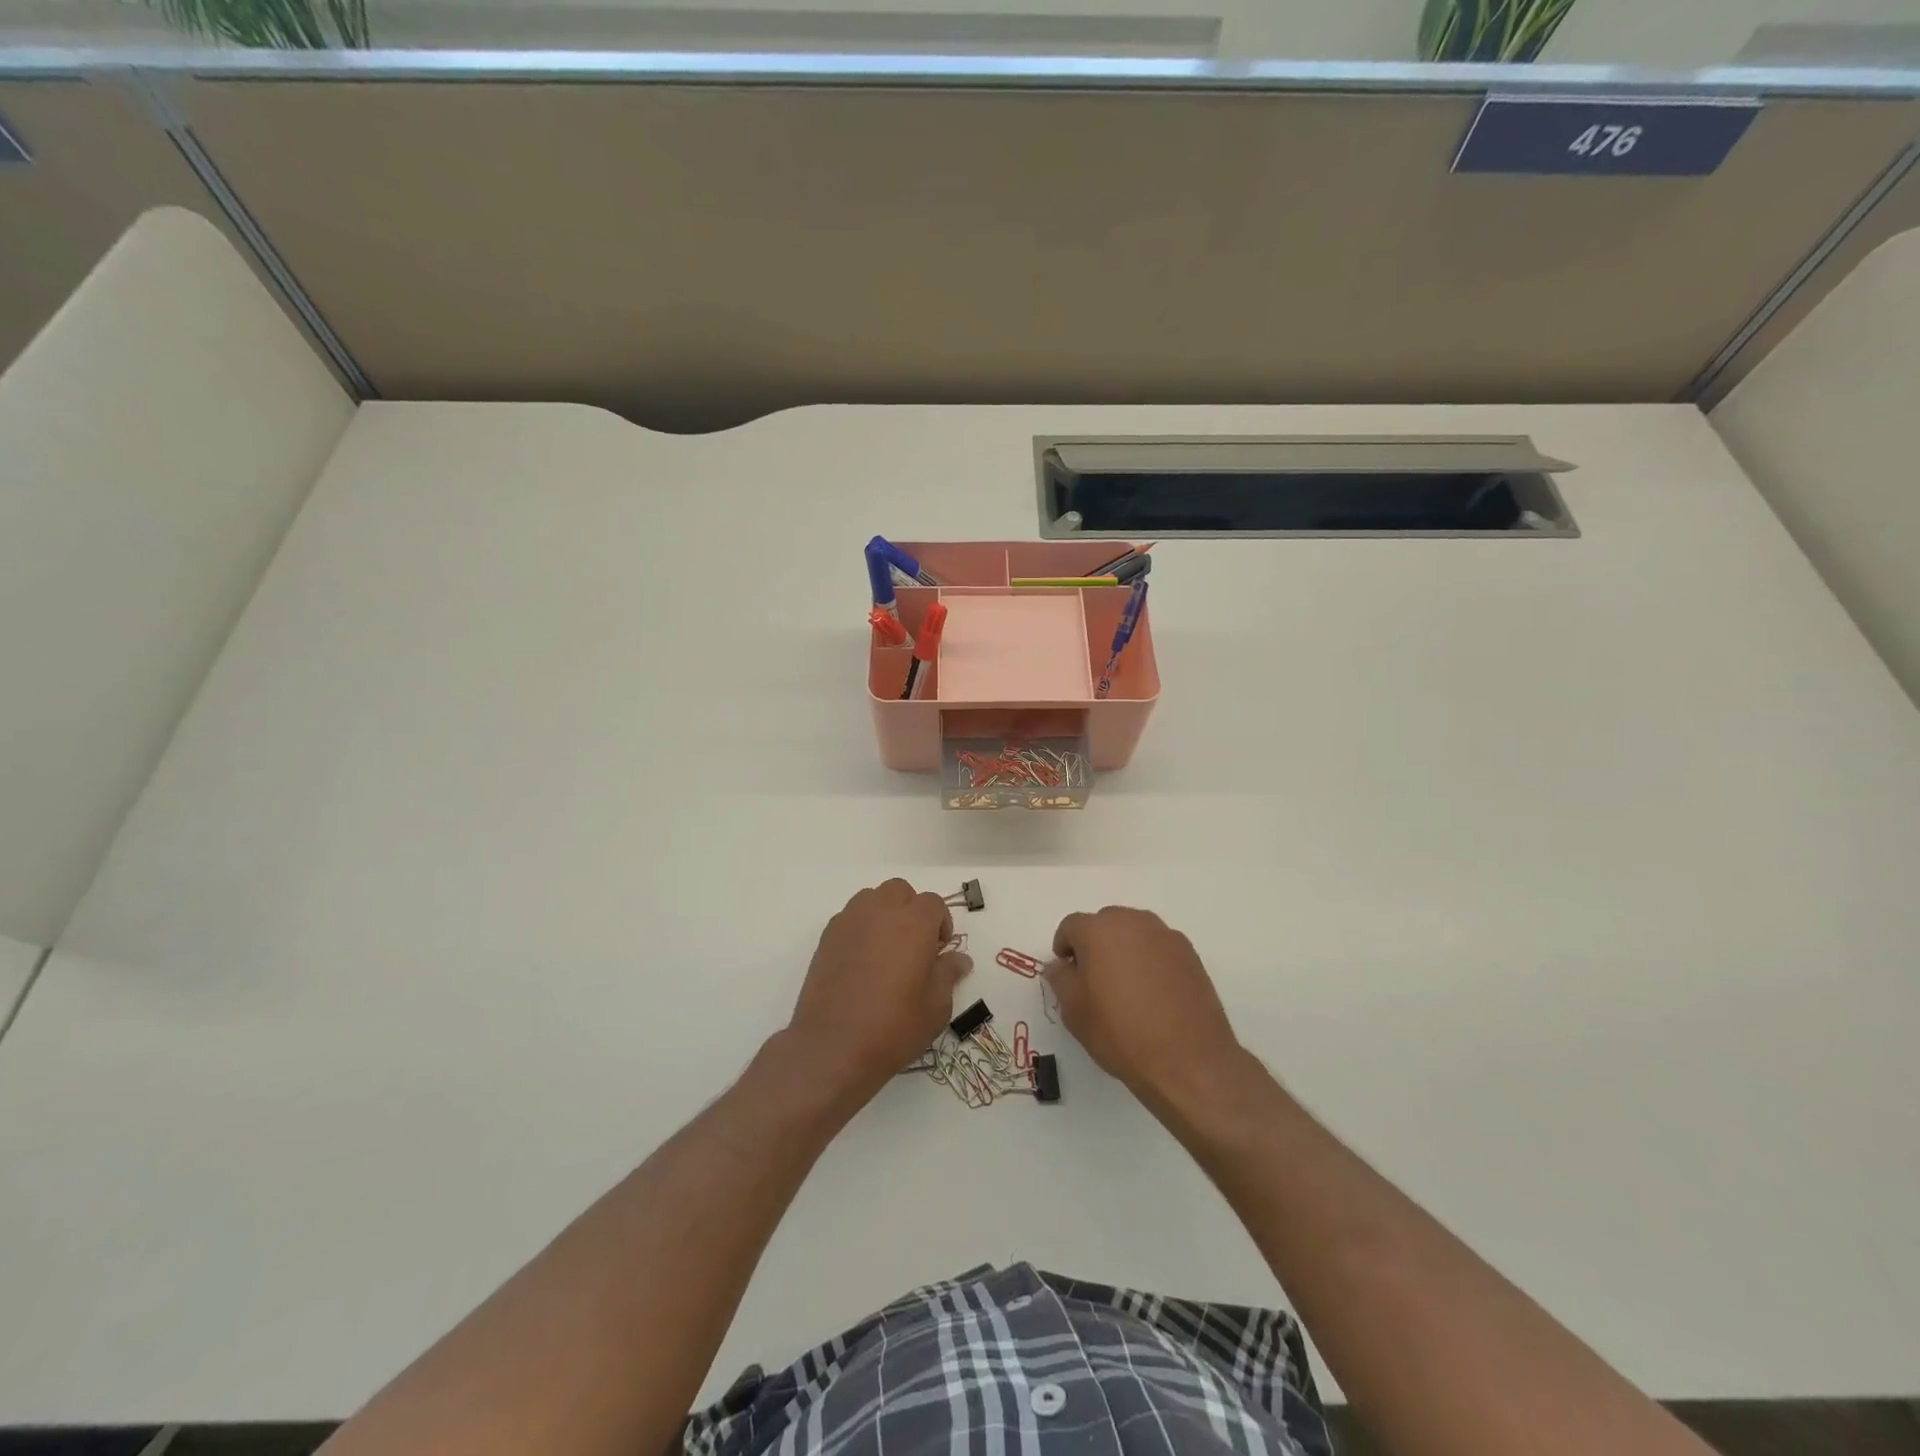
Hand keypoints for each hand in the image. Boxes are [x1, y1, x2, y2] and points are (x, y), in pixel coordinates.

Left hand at [786, 879, 972, 1108]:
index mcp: (914, 923)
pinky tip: (862, 961)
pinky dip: (861, 928)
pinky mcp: (827, 937)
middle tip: (915, 945)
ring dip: (884, 913)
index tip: (939, 951)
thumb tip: (959, 959)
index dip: (941, 924)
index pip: (933, 903)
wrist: (833, 1046)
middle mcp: (881, 911)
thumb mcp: (936, 1007)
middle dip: (911, 910)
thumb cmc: (894, 1026)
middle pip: (900, 891)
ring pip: (872, 898)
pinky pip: (850, 917)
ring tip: (887, 949)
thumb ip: (948, 974)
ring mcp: (850, 921)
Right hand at [1045, 906, 1244, 1108]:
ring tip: (1125, 986)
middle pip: (1104, 923)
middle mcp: (1133, 922)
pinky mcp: (1190, 953)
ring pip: (1134, 932)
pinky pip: (1158, 947)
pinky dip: (1149, 960)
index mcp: (1099, 930)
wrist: (1188, 1060)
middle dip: (1094, 944)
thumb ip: (1060, 979)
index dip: (1064, 947)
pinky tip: (1153, 993)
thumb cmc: (1121, 1033)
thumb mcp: (1075, 1011)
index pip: (1071, 926)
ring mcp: (1165, 936)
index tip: (1066, 972)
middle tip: (1094, 979)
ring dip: (1123, 949)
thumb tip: (1060, 965)